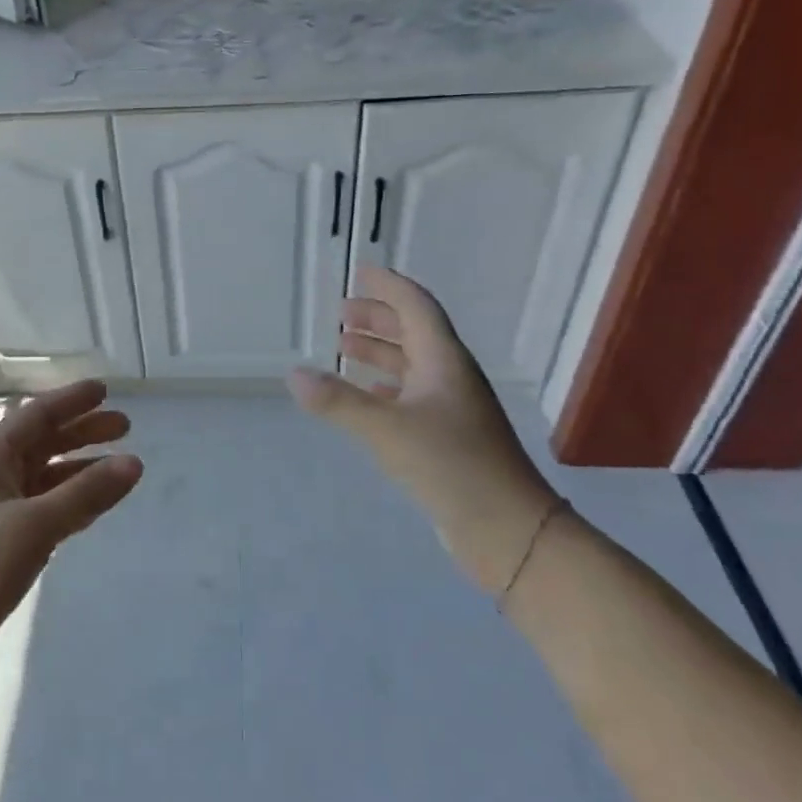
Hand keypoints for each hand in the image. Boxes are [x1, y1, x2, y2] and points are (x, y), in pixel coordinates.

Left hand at [0, 380, 142, 706]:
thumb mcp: (32, 525)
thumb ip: (84, 494)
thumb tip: (133, 461)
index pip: (34, 417)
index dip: (69, 402)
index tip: (105, 390)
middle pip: (40, 446)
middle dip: (80, 434)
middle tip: (125, 427)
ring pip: (42, 483)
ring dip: (77, 472)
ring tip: (117, 469)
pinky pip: (40, 517)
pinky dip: (68, 508)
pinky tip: (88, 514)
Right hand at [287, 265, 557, 594]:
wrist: (508, 529)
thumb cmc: (451, 466)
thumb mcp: (387, 429)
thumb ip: (338, 401)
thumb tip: (294, 374)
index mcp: (444, 361)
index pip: (416, 307)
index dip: (389, 286)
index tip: (361, 272)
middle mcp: (450, 376)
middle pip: (414, 332)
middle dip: (379, 318)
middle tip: (342, 314)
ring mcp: (452, 408)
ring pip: (412, 365)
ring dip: (380, 352)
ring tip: (344, 348)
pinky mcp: (448, 437)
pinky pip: (412, 396)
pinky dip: (386, 387)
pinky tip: (368, 396)